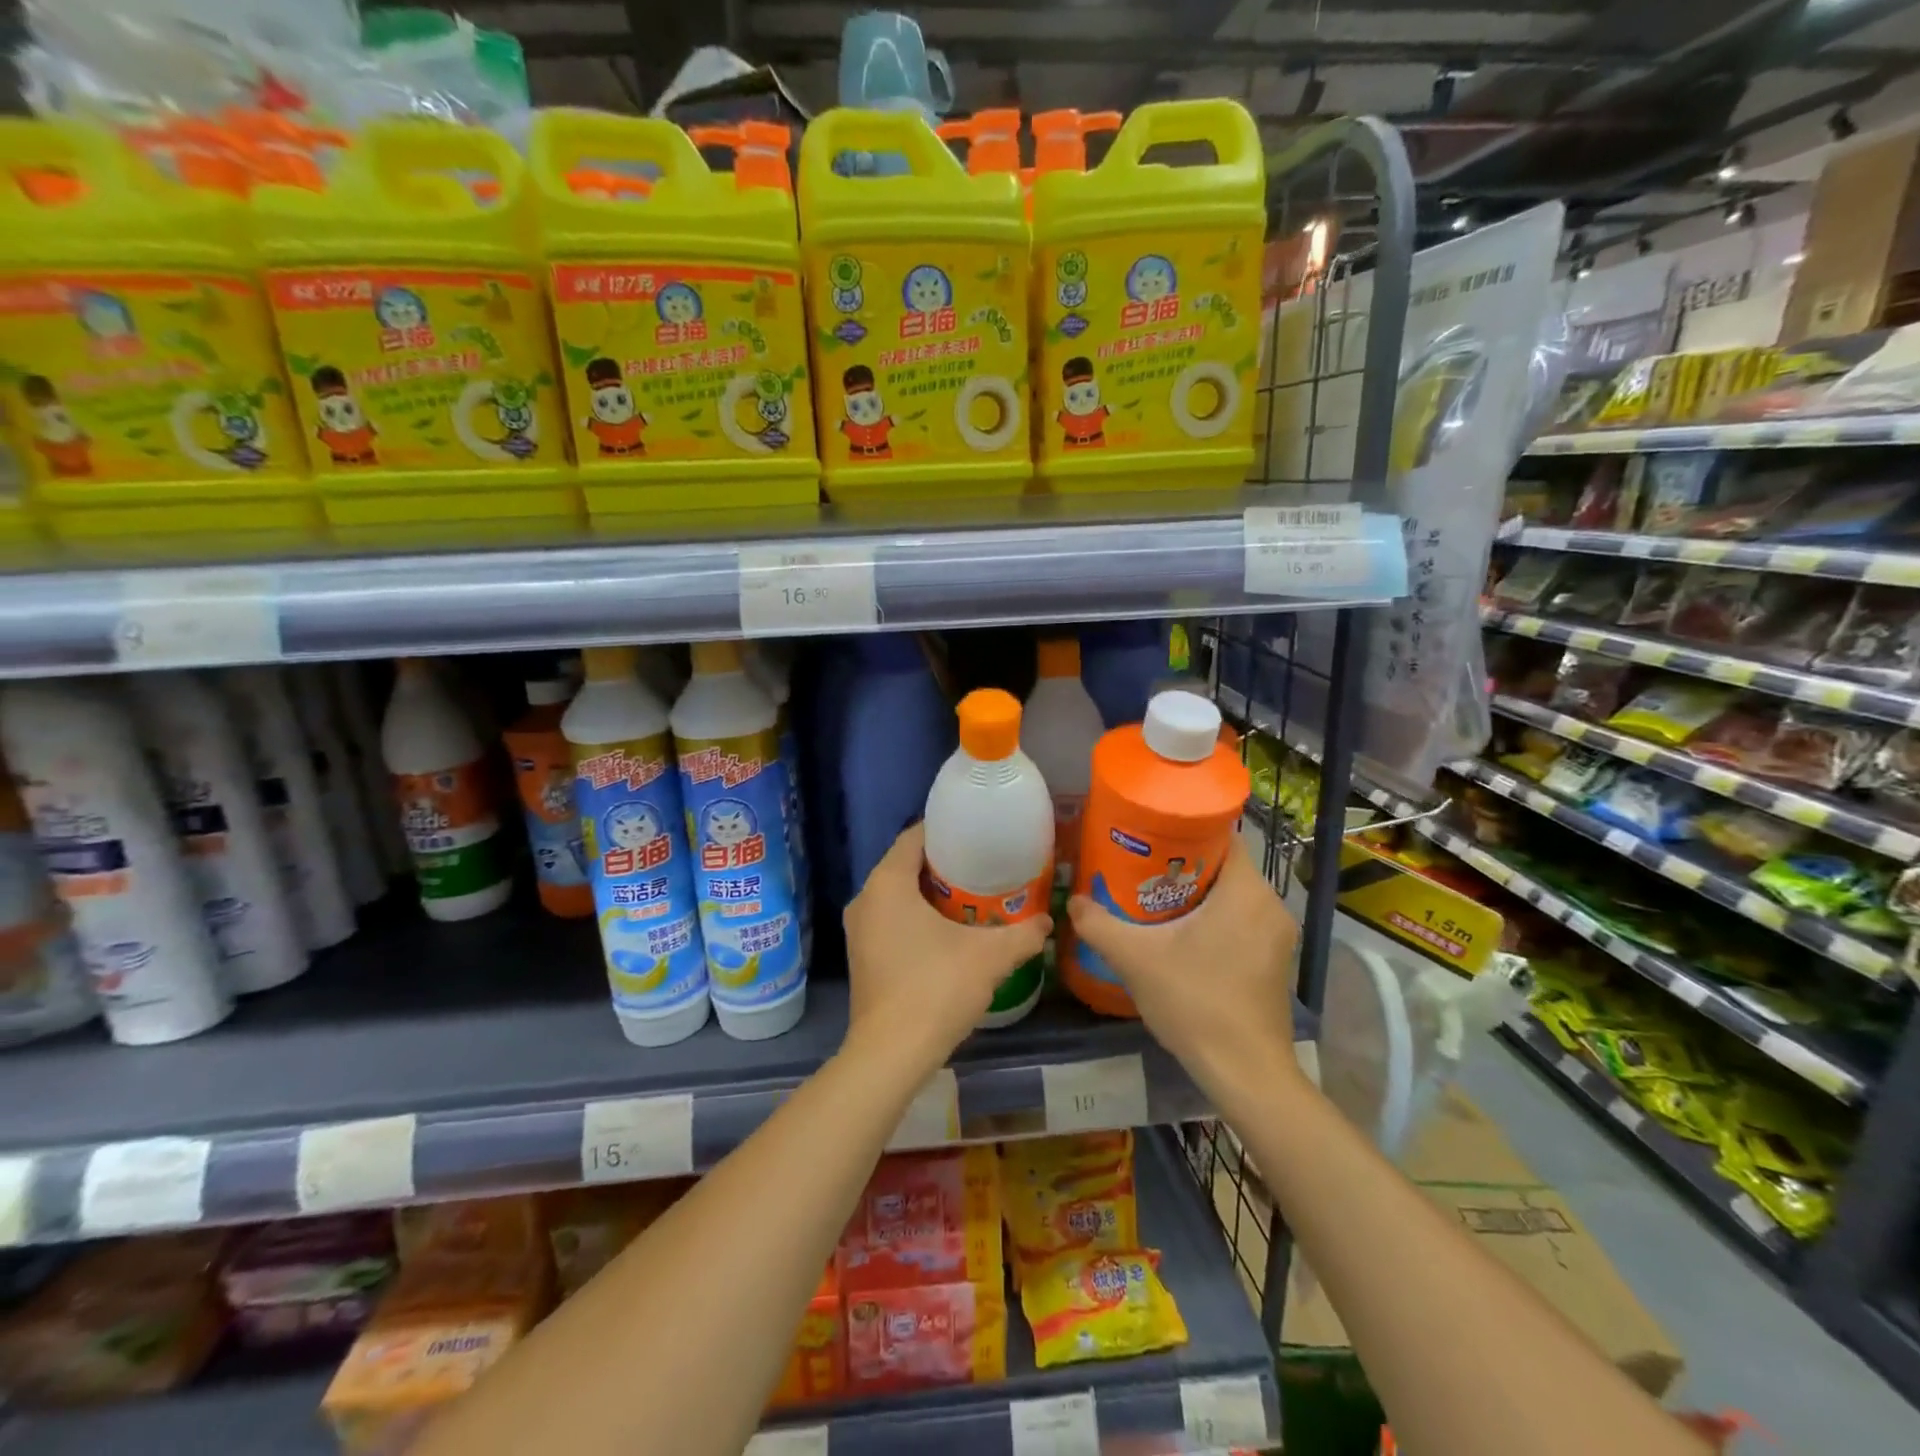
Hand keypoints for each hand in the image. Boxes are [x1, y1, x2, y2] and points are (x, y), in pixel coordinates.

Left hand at [842, 823, 1051, 1075]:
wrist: (891, 1055)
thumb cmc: (936, 988)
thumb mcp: (990, 957)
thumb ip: (1023, 934)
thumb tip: (1047, 922)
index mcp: (887, 883)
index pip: (914, 837)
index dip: (946, 831)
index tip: (977, 834)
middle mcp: (865, 899)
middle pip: (907, 866)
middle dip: (945, 865)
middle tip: (984, 866)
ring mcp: (859, 931)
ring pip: (899, 896)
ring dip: (932, 894)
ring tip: (974, 897)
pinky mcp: (862, 958)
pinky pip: (891, 921)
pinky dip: (917, 918)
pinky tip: (950, 933)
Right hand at [1067, 837, 1299, 1098]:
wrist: (1245, 1073)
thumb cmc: (1195, 1003)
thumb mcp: (1136, 959)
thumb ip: (1099, 925)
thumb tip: (1073, 901)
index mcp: (1246, 891)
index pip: (1223, 836)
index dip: (1185, 830)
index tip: (1150, 836)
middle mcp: (1270, 905)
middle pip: (1225, 866)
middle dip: (1183, 864)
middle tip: (1140, 867)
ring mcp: (1278, 936)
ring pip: (1233, 895)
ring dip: (1197, 893)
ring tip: (1153, 897)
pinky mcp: (1275, 961)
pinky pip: (1242, 920)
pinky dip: (1214, 918)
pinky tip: (1181, 935)